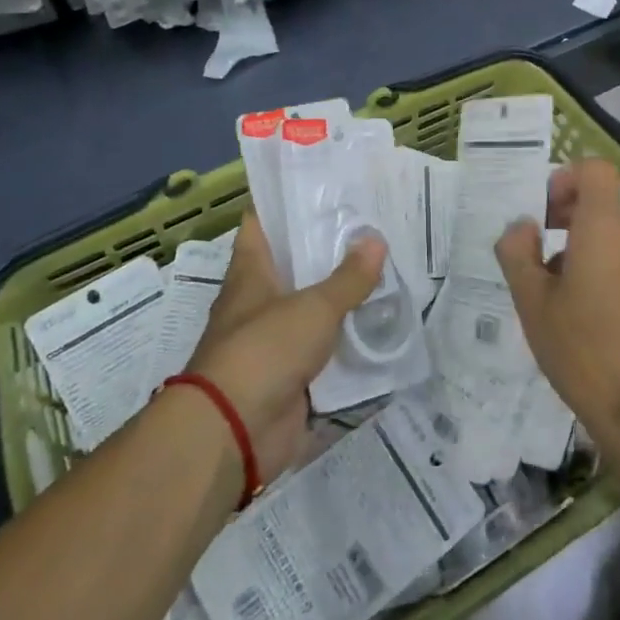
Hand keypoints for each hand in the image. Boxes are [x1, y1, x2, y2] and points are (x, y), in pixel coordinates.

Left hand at [184, 212, 386, 484]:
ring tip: (385, 271)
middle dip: (328, 249)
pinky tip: (380, 325)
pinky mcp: (291, 376)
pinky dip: (347, 341)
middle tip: (372, 227)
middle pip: (293, 265)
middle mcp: (258, 302)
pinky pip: (324, 350)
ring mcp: (274, 341)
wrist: (234, 433)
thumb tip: (375, 239)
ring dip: (341, 296)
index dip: (286, 203)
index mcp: (251, 273)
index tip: (323, 186)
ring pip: (312, 308)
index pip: (262, 224)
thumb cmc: (264, 351)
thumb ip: (348, 278)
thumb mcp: (313, 308)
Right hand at [494, 159, 619, 454]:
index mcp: (604, 229)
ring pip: (613, 238)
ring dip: (583, 251)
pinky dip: (606, 272)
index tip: (544, 211)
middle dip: (566, 221)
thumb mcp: (531, 300)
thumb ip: (518, 252)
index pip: (596, 171)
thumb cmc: (580, 348)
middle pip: (601, 206)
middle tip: (538, 258)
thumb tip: (522, 226)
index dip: (567, 178)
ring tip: (559, 295)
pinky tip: (588, 316)